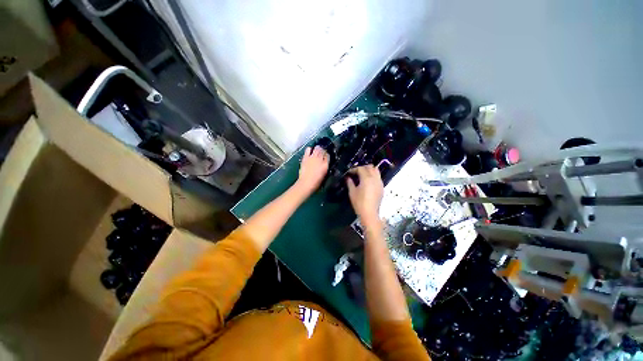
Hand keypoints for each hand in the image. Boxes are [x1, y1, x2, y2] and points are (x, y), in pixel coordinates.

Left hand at [295, 146, 328, 195]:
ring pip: (317, 148)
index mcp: (326, 164)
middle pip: (323, 150)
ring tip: (316, 150)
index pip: (328, 155)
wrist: (306, 183)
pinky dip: (310, 149)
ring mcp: (313, 157)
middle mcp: (320, 159)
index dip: (327, 155)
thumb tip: (325, 162)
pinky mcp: (306, 157)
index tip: (326, 156)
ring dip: (317, 148)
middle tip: (321, 152)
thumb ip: (325, 167)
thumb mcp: (324, 174)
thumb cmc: (316, 182)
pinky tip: (310, 151)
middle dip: (323, 150)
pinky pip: (308, 149)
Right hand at [346, 165, 383, 224]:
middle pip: (370, 167)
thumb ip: (350, 183)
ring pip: (376, 171)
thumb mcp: (352, 192)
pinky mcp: (381, 187)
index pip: (361, 168)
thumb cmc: (359, 203)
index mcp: (367, 178)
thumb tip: (348, 178)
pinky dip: (373, 176)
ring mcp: (379, 183)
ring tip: (362, 175)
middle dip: (362, 167)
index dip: (354, 169)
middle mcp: (375, 178)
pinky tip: (368, 182)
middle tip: (356, 172)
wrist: (369, 213)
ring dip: (369, 170)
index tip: (349, 173)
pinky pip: (378, 177)